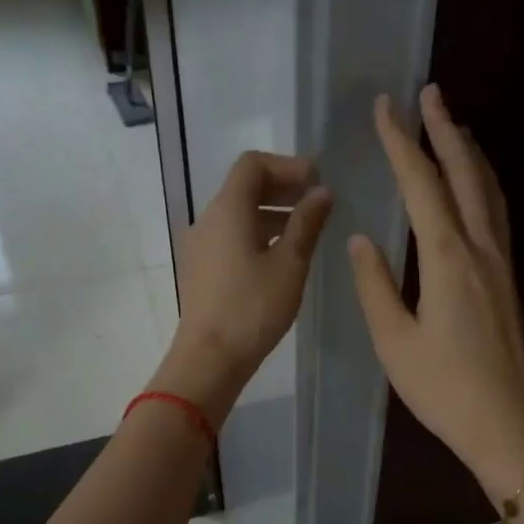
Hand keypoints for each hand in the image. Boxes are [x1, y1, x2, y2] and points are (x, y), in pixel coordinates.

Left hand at [151, 151, 332, 424]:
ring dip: (272, 212)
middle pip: (244, 186)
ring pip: (238, 213)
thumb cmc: (252, 309)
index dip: (288, 166)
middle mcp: (208, 219)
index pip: (253, 164)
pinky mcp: (202, 268)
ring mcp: (201, 245)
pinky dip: (258, 233)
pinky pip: (231, 236)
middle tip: (317, 202)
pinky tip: (281, 256)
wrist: (209, 359)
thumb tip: (322, 192)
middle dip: (282, 187)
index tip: (317, 182)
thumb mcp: (289, 264)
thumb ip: (307, 223)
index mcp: (227, 209)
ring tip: (305, 230)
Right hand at [348, 87, 523, 496]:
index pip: (422, 186)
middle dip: (445, 130)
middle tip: (430, 93)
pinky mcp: (508, 279)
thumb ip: (375, 286)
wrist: (508, 426)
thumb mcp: (395, 342)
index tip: (387, 107)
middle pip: (465, 174)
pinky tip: (475, 185)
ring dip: (469, 152)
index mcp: (449, 259)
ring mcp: (502, 263)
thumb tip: (361, 239)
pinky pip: (497, 213)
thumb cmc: (445, 390)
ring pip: (488, 191)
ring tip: (454, 125)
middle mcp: (481, 249)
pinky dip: (483, 183)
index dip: (402, 143)